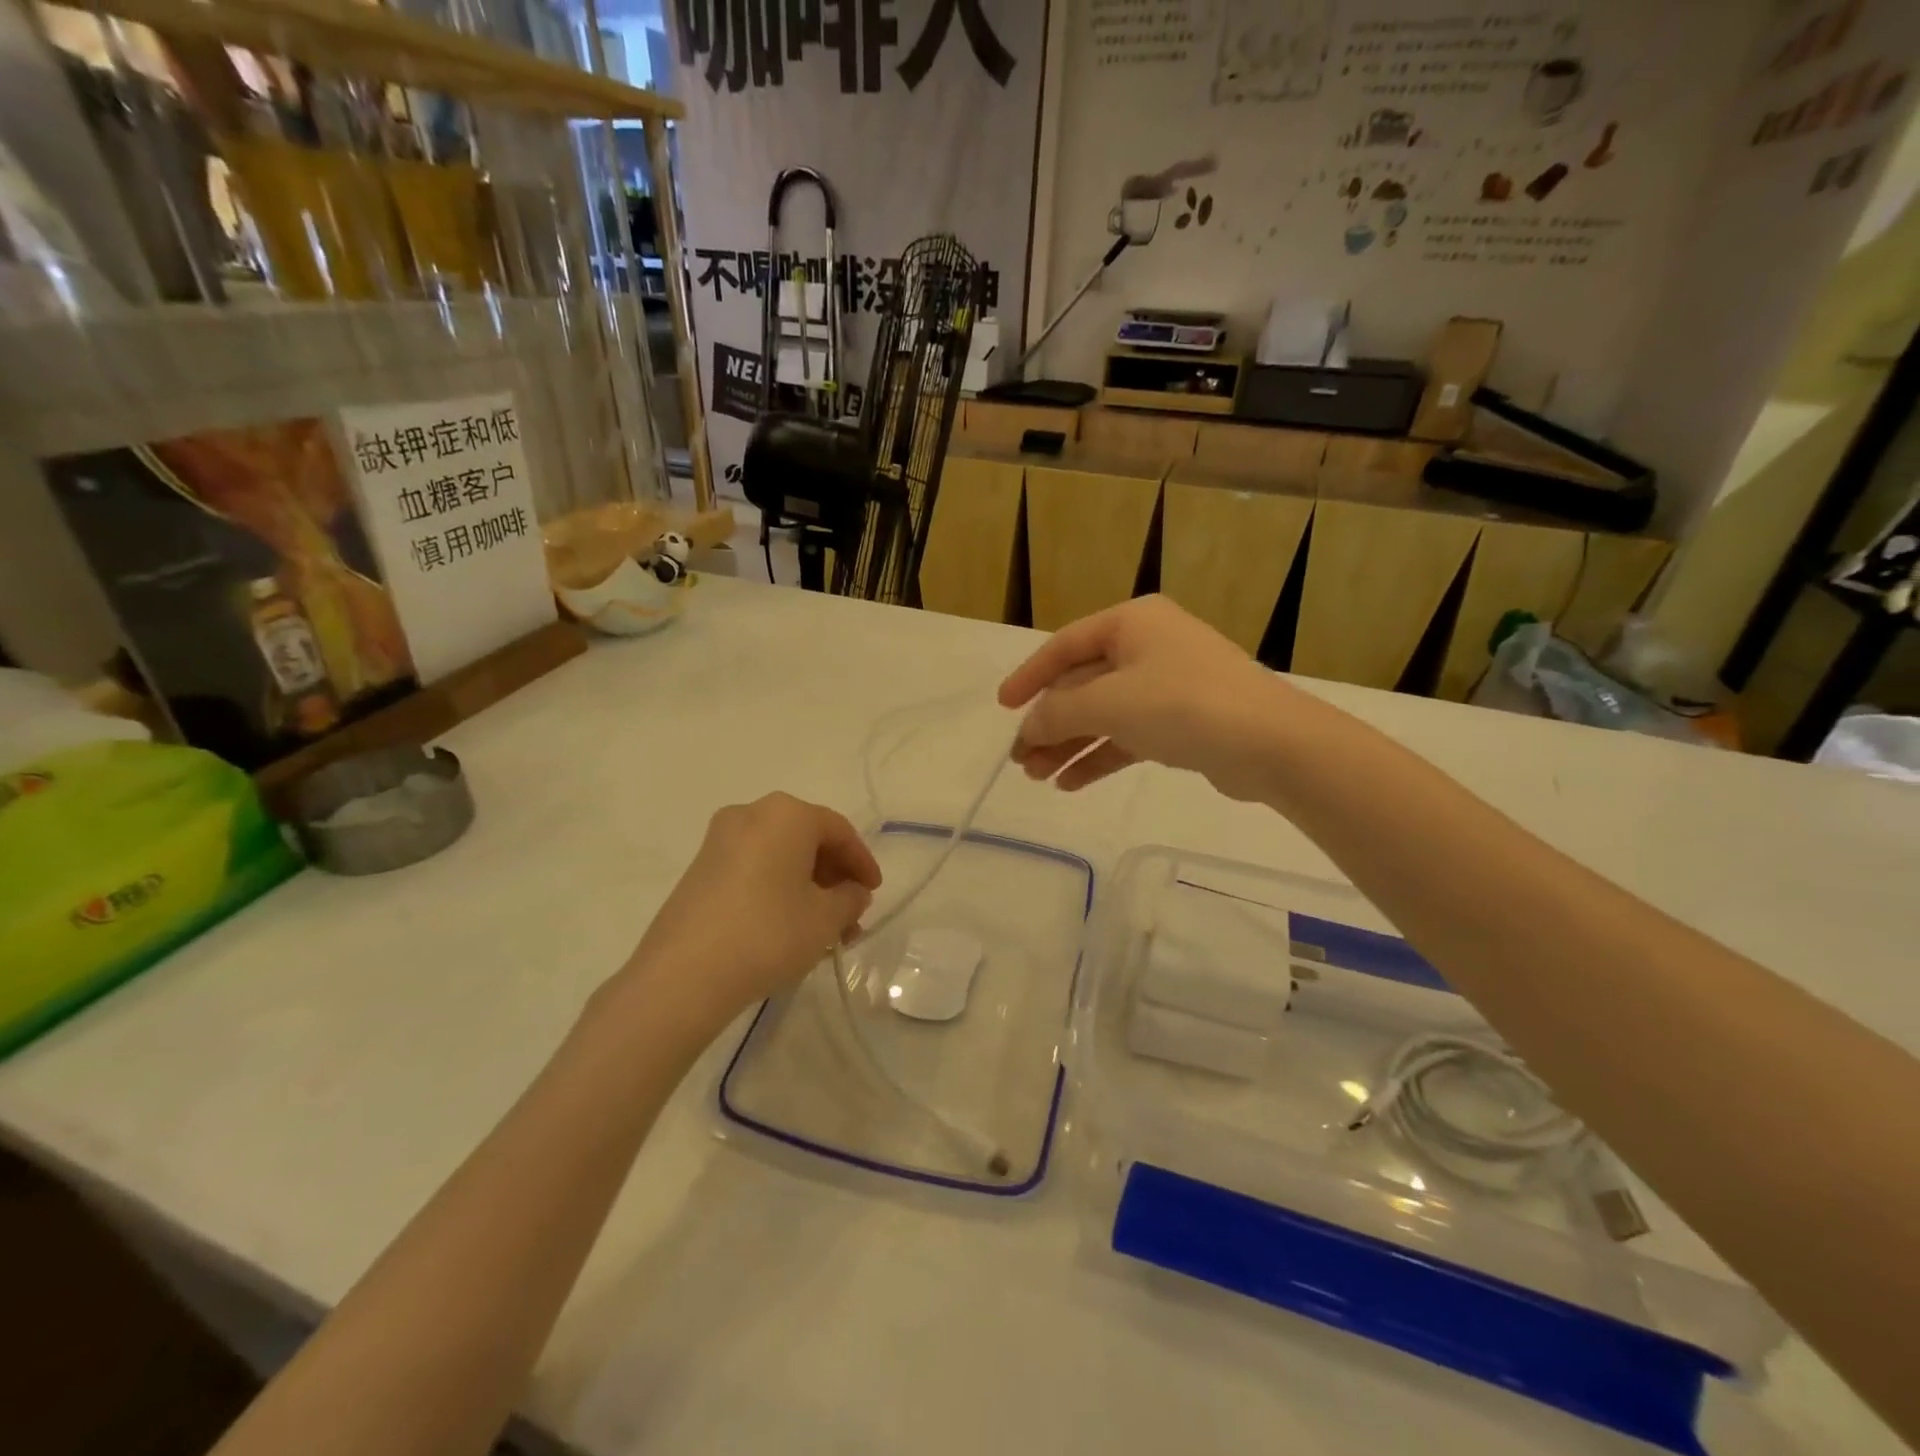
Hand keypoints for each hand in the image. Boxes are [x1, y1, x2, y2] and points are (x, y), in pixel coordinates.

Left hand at [621, 794, 880, 1030]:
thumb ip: (850, 898)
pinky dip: (777, 889)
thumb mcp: (825, 918)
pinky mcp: (700, 869)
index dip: (862, 862)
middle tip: (851, 913)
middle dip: (833, 876)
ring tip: (824, 929)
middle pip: (807, 840)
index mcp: (786, 814)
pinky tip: (788, 926)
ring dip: (807, 887)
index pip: (838, 830)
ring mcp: (719, 841)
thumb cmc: (768, 934)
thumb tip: (852, 892)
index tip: (874, 892)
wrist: (683, 976)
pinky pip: (753, 869)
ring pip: (779, 856)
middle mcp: (750, 814)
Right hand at [998, 596, 1288, 800]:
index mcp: (1132, 623)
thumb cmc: (1184, 705)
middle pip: (1082, 684)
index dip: (1029, 677)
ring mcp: (1167, 685)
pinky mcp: (1181, 722)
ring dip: (1069, 743)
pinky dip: (1099, 755)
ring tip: (1037, 776)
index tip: (1002, 707)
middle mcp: (1148, 646)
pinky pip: (1127, 735)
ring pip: (1103, 713)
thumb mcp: (1110, 704)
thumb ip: (1059, 712)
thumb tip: (1028, 727)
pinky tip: (1071, 782)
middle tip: (1020, 758)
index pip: (1065, 646)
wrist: (1272, 744)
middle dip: (1049, 722)